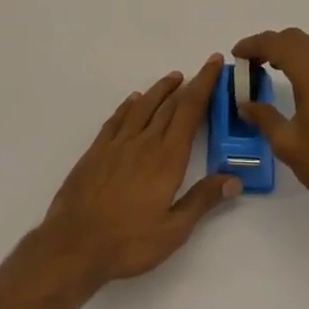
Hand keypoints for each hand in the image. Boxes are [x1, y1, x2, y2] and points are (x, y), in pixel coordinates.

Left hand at [39, 56, 238, 289]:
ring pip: (143, 106)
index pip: (190, 111)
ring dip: (160, 90)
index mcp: (167, 158)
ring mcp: (118, 144)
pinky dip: (129, 105)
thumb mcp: (173, 230)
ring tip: (174, 78)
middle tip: (203, 69)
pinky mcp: (97, 151)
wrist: (74, 245)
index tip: (215, 63)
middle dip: (189, 85)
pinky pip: (117, 119)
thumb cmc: (128, 242)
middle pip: (170, 105)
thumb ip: (202, 200)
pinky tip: (134, 100)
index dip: (204, 85)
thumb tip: (234, 179)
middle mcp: (144, 142)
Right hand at [232, 29, 308, 226]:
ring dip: (301, 49)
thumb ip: (264, 117)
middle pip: (298, 39)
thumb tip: (245, 104)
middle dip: (274, 45)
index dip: (253, 44)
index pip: (275, 43)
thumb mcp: (287, 144)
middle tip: (257, 62)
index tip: (238, 54)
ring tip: (289, 68)